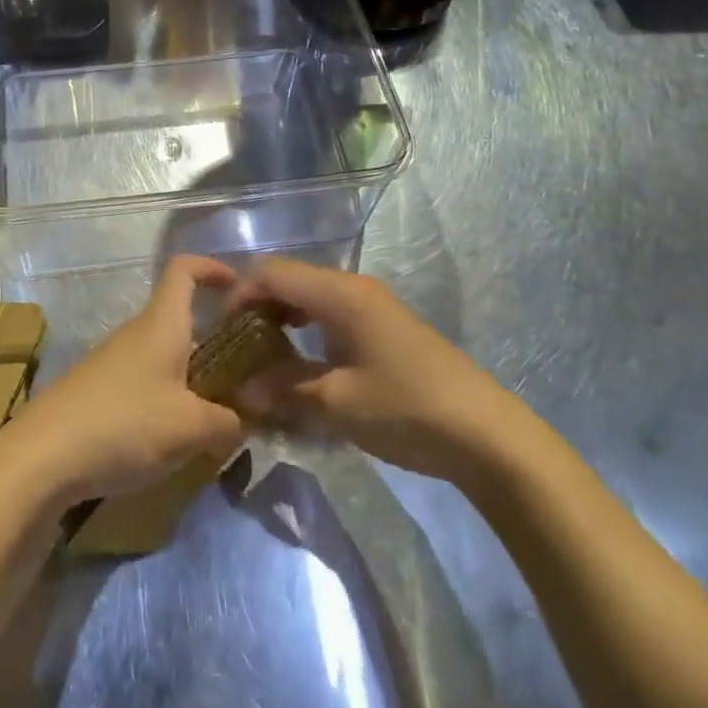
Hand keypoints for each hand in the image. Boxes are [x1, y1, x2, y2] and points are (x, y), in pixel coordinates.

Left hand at [0, 256, 246, 509]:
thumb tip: (240, 422)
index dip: (212, 267)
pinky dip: (168, 401)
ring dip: (193, 378)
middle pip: (181, 320)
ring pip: (165, 356)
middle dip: (215, 341)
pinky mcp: (99, 392)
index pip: (183, 269)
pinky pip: (146, 383)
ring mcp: (114, 362)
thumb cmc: (123, 424)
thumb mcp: (189, 428)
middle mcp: (137, 333)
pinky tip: (174, 441)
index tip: (238, 287)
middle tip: (245, 375)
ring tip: (216, 419)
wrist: (42, 457)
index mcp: (161, 324)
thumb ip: (227, 423)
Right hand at [230, 260, 513, 483]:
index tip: (221, 334)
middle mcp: (354, 288)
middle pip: (290, 280)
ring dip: (282, 321)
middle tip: (238, 350)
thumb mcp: (337, 404)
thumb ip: (284, 390)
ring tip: (263, 359)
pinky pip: (330, 315)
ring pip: (310, 298)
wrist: (485, 435)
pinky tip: (301, 363)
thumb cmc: (407, 410)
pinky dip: (306, 331)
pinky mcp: (382, 327)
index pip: (273, 273)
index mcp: (341, 294)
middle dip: (258, 308)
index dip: (240, 296)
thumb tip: (241, 391)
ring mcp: (372, 306)